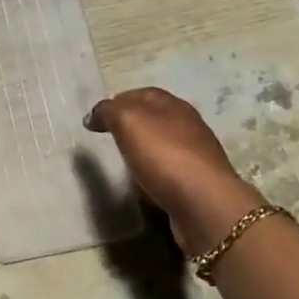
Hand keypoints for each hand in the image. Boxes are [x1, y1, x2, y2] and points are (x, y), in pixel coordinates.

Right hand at [84, 87, 259, 254]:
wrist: (204, 204)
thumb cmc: (164, 155)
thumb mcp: (127, 121)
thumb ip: (108, 111)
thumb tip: (94, 115)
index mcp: (173, 105)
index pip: (141, 94)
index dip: (117, 102)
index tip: (95, 119)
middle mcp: (188, 125)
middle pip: (153, 119)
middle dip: (130, 127)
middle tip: (107, 139)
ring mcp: (196, 156)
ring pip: (161, 147)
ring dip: (142, 153)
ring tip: (122, 165)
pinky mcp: (197, 184)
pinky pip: (168, 174)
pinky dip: (153, 176)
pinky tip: (143, 187)